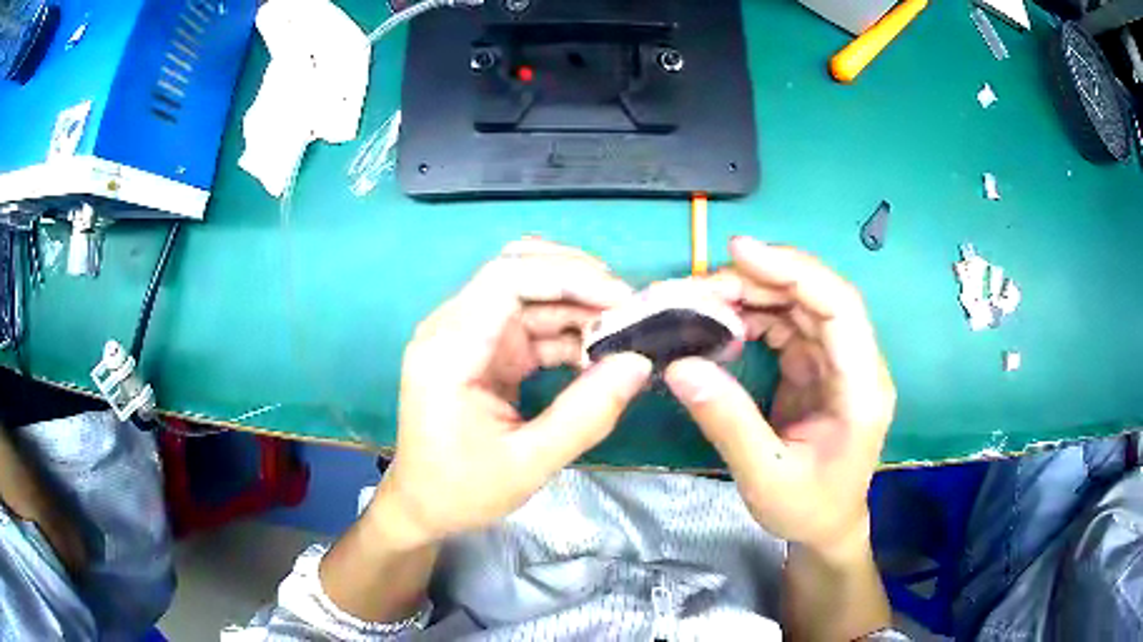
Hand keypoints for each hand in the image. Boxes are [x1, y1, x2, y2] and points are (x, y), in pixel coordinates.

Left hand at [371, 239, 651, 547]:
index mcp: (448, 350)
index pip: (507, 278)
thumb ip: (585, 415)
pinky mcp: (484, 350)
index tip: (622, 300)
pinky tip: (597, 354)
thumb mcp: (528, 464)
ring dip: (578, 306)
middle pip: (518, 271)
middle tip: (629, 309)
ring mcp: (468, 336)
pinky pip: (530, 323)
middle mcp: (453, 328)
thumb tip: (639, 363)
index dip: (568, 276)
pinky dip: (567, 331)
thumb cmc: (462, 490)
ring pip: (529, 293)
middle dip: (578, 281)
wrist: (423, 506)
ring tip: (624, 333)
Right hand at [665, 237, 894, 553]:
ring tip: (701, 301)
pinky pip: (787, 325)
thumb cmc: (808, 508)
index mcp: (861, 389)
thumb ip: (728, 422)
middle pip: (816, 296)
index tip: (739, 251)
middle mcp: (856, 363)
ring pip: (799, 305)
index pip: (839, 308)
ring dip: (752, 294)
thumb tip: (680, 366)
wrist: (827, 526)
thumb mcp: (766, 477)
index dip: (794, 271)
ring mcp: (837, 362)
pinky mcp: (817, 366)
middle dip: (759, 280)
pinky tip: (722, 323)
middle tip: (699, 286)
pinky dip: (753, 315)